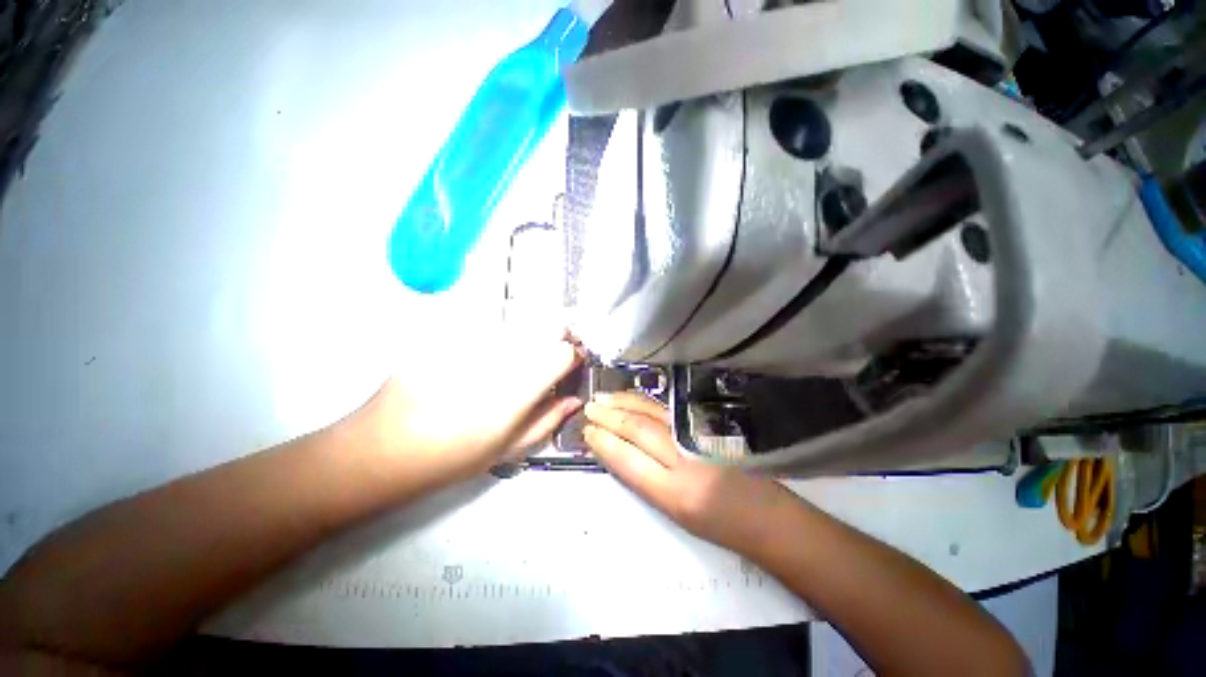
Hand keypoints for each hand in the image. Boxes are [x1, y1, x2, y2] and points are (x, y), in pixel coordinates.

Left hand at [347, 331, 582, 483]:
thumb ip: (547, 420)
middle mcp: (497, 358)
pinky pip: (489, 325)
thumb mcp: (507, 449)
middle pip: (546, 326)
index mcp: (516, 390)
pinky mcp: (449, 334)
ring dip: (531, 334)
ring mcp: (470, 342)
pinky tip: (487, 356)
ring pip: (520, 322)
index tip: (572, 364)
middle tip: (553, 355)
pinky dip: (501, 335)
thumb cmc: (450, 458)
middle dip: (559, 336)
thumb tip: (573, 399)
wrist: (381, 449)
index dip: (574, 355)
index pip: (562, 352)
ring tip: (519, 357)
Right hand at [583, 392, 802, 555]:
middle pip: (639, 429)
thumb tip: (615, 450)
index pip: (629, 460)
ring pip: (652, 412)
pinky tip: (632, 397)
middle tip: (589, 407)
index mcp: (675, 492)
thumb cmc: (716, 522)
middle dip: (609, 416)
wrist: (763, 513)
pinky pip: (667, 408)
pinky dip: (644, 401)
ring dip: (624, 402)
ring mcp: (698, 436)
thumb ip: (643, 478)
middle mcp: (685, 460)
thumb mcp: (673, 511)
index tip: (587, 432)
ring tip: (603, 398)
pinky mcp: (707, 424)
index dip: (605, 443)